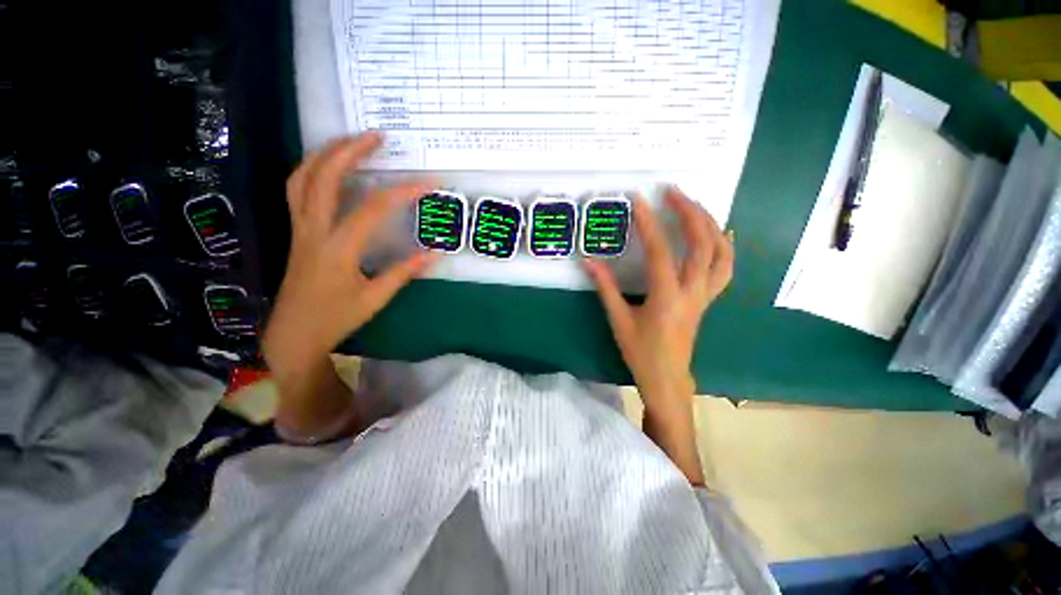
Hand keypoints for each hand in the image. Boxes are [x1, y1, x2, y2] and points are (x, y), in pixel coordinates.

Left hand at [263, 132, 436, 375]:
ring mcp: (300, 228)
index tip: (428, 183)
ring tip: (349, 141)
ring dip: (325, 154)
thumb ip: (404, 272)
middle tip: (376, 136)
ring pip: (301, 178)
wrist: (293, 333)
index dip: (402, 192)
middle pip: (324, 177)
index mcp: (338, 249)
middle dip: (349, 151)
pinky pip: (297, 190)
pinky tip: (329, 167)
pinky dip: (312, 170)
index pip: (373, 209)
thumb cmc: (336, 318)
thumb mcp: (376, 299)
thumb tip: (434, 253)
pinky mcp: (296, 231)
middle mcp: (314, 231)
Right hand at [584, 187, 731, 484]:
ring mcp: (705, 295)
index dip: (649, 224)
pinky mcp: (708, 298)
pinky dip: (725, 246)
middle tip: (673, 192)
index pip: (661, 252)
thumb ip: (605, 288)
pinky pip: (725, 268)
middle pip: (702, 244)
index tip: (640, 201)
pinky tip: (719, 232)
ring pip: (720, 253)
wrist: (667, 377)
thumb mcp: (619, 320)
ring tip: (694, 205)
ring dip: (710, 224)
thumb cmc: (640, 351)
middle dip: (689, 213)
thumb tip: (588, 262)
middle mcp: (692, 292)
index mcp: (666, 298)